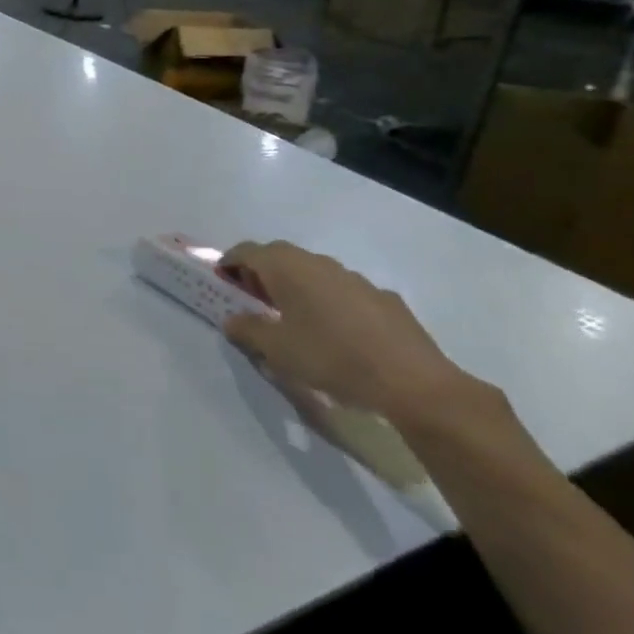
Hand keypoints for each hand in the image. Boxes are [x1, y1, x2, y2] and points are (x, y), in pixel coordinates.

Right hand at [220, 241, 479, 425]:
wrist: (411, 382)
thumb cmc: (330, 357)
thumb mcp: (276, 350)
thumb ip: (247, 330)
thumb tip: (232, 319)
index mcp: (288, 268)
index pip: (247, 251)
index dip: (229, 263)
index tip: (221, 282)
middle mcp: (319, 263)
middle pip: (280, 257)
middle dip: (260, 273)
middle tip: (251, 300)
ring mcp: (355, 278)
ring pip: (313, 272)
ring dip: (295, 286)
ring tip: (291, 318)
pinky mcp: (383, 298)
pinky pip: (342, 291)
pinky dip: (327, 301)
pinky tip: (335, 333)